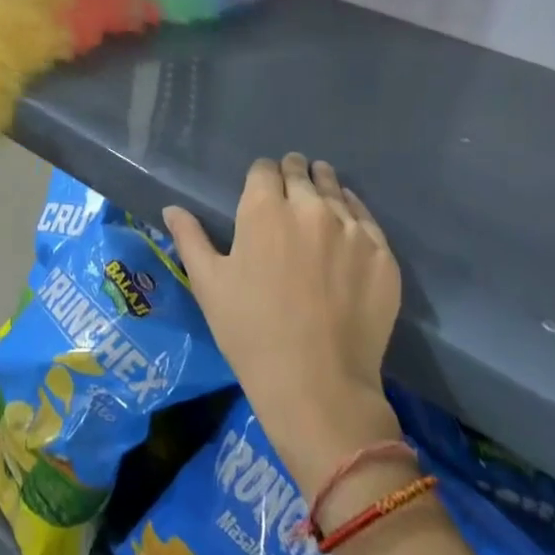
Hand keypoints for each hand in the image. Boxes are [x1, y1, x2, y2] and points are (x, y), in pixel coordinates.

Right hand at [163, 154, 402, 495]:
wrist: (317, 385)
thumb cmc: (251, 332)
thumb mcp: (208, 284)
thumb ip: (189, 238)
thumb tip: (171, 208)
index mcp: (264, 209)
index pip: (264, 169)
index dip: (261, 176)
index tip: (262, 190)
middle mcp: (310, 207)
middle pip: (302, 171)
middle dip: (293, 176)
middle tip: (290, 193)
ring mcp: (352, 229)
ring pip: (336, 190)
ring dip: (324, 189)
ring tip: (320, 202)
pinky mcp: (383, 254)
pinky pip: (367, 219)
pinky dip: (353, 217)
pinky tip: (347, 231)